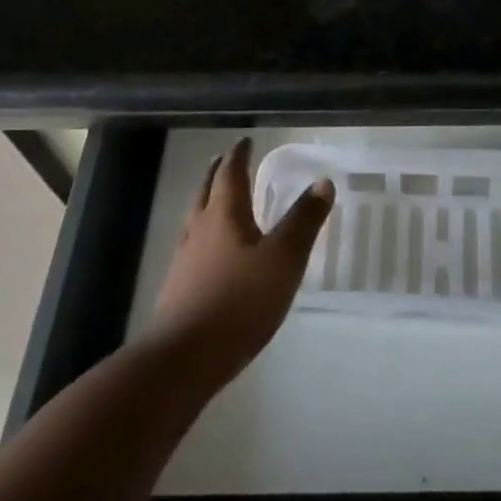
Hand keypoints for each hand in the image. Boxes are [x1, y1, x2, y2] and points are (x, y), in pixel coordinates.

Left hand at [152, 138, 333, 390]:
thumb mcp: (283, 259)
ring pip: (195, 219)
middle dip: (217, 173)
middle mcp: (200, 230)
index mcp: (224, 215)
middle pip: (206, 192)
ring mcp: (184, 261)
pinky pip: (191, 248)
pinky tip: (209, 254)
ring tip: (215, 200)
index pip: (230, 174)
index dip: (239, 156)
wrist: (183, 360)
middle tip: (224, 160)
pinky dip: (202, 236)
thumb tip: (323, 181)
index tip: (245, 141)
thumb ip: (304, 220)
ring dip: (206, 202)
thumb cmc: (239, 302)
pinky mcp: (178, 290)